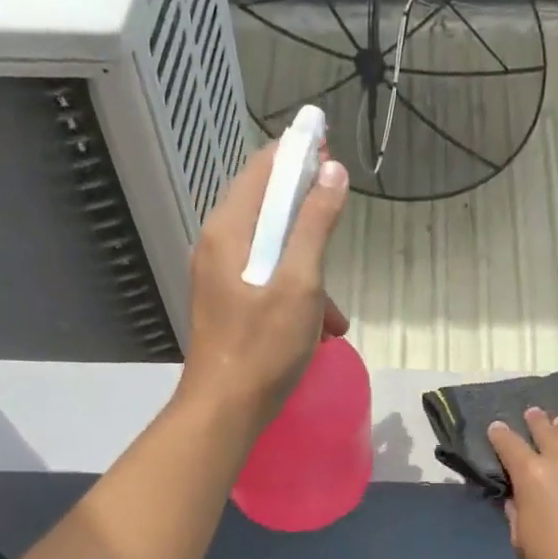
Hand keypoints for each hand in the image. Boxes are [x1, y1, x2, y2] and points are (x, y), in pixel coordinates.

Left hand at [177, 139, 349, 430]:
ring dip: (309, 272)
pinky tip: (318, 331)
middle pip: (267, 209)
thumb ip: (316, 225)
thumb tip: (332, 170)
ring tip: (334, 315)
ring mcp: (219, 277)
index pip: (262, 168)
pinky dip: (295, 295)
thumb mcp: (300, 284)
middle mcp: (217, 245)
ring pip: (272, 252)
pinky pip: (266, 282)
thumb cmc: (263, 346)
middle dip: (309, 219)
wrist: (224, 410)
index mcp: (229, 230)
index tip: (330, 148)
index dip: (297, 153)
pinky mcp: (226, 305)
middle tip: (339, 226)